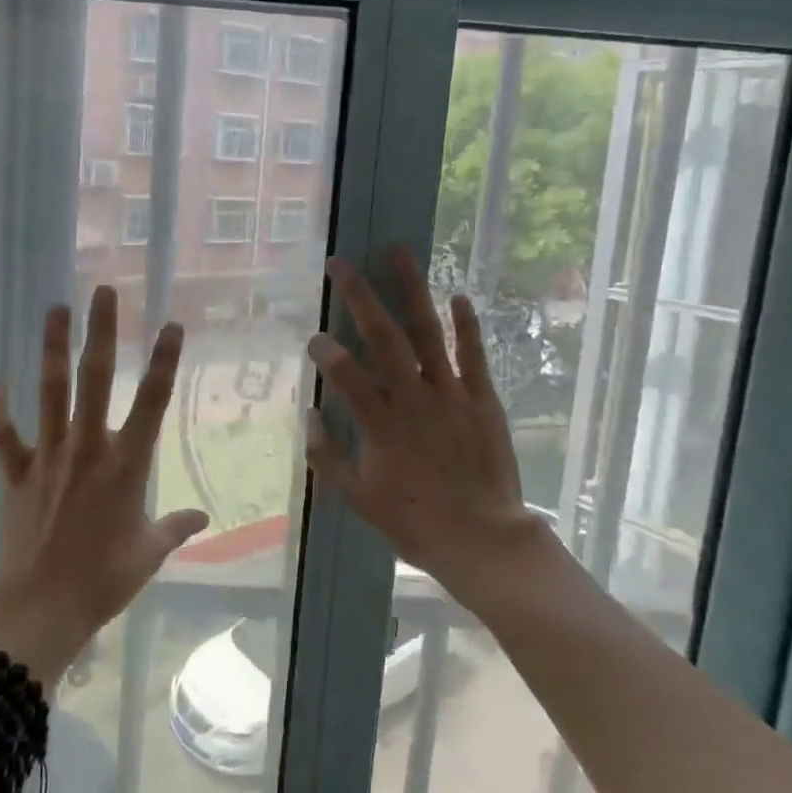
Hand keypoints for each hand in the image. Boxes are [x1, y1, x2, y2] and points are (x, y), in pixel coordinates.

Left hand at [0, 285, 209, 680]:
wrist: (40, 608)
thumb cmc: (104, 581)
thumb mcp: (149, 554)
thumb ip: (175, 527)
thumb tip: (202, 518)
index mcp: (126, 464)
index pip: (152, 401)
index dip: (164, 360)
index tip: (171, 324)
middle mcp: (88, 448)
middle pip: (96, 378)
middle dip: (102, 332)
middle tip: (104, 291)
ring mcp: (49, 457)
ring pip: (50, 392)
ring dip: (53, 349)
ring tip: (55, 309)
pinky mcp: (19, 475)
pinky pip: (6, 438)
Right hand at [305, 248, 547, 609]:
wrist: (483, 539)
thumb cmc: (416, 522)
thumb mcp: (360, 499)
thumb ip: (328, 458)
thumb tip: (308, 417)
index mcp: (381, 424)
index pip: (346, 375)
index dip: (327, 351)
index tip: (314, 336)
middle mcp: (414, 399)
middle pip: (384, 338)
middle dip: (360, 297)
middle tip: (342, 263)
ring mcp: (451, 395)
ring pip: (428, 333)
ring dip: (412, 291)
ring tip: (399, 253)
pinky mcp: (482, 399)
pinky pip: (473, 356)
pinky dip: (467, 325)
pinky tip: (458, 295)